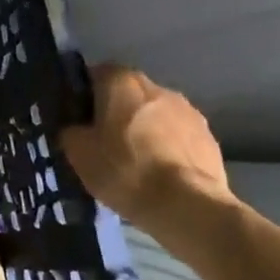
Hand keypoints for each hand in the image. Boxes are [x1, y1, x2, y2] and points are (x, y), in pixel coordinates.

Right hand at [59, 65, 229, 230]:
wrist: (188, 206)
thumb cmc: (125, 170)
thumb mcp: (78, 153)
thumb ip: (71, 131)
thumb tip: (75, 129)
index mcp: (121, 82)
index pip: (95, 74)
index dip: (84, 95)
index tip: (78, 118)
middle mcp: (157, 87)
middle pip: (128, 93)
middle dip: (116, 111)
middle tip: (104, 141)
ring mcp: (188, 111)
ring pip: (155, 114)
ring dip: (144, 128)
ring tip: (135, 161)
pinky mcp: (209, 137)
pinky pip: (178, 135)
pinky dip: (167, 147)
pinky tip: (160, 173)